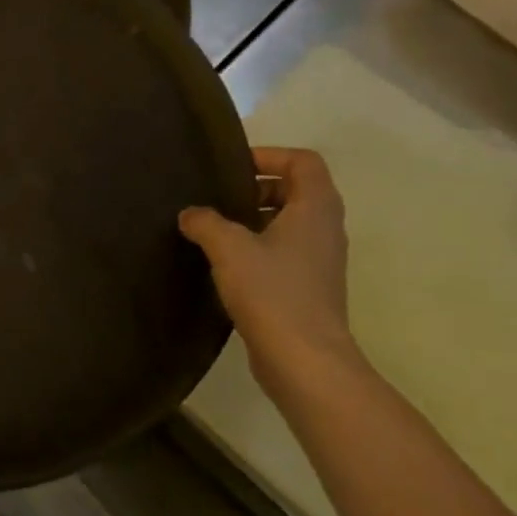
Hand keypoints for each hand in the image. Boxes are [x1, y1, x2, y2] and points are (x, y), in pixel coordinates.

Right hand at [179, 147, 359, 393]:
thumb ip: (206, 222)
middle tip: (220, 198)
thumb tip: (191, 213)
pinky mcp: (309, 287)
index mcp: (315, 208)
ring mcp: (320, 260)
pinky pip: (285, 251)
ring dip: (255, 219)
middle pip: (297, 190)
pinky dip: (258, 247)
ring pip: (290, 223)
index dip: (269, 155)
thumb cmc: (272, 292)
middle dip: (258, 187)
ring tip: (215, 229)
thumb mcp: (229, 248)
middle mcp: (325, 228)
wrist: (304, 360)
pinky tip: (225, 264)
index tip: (232, 167)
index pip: (303, 161)